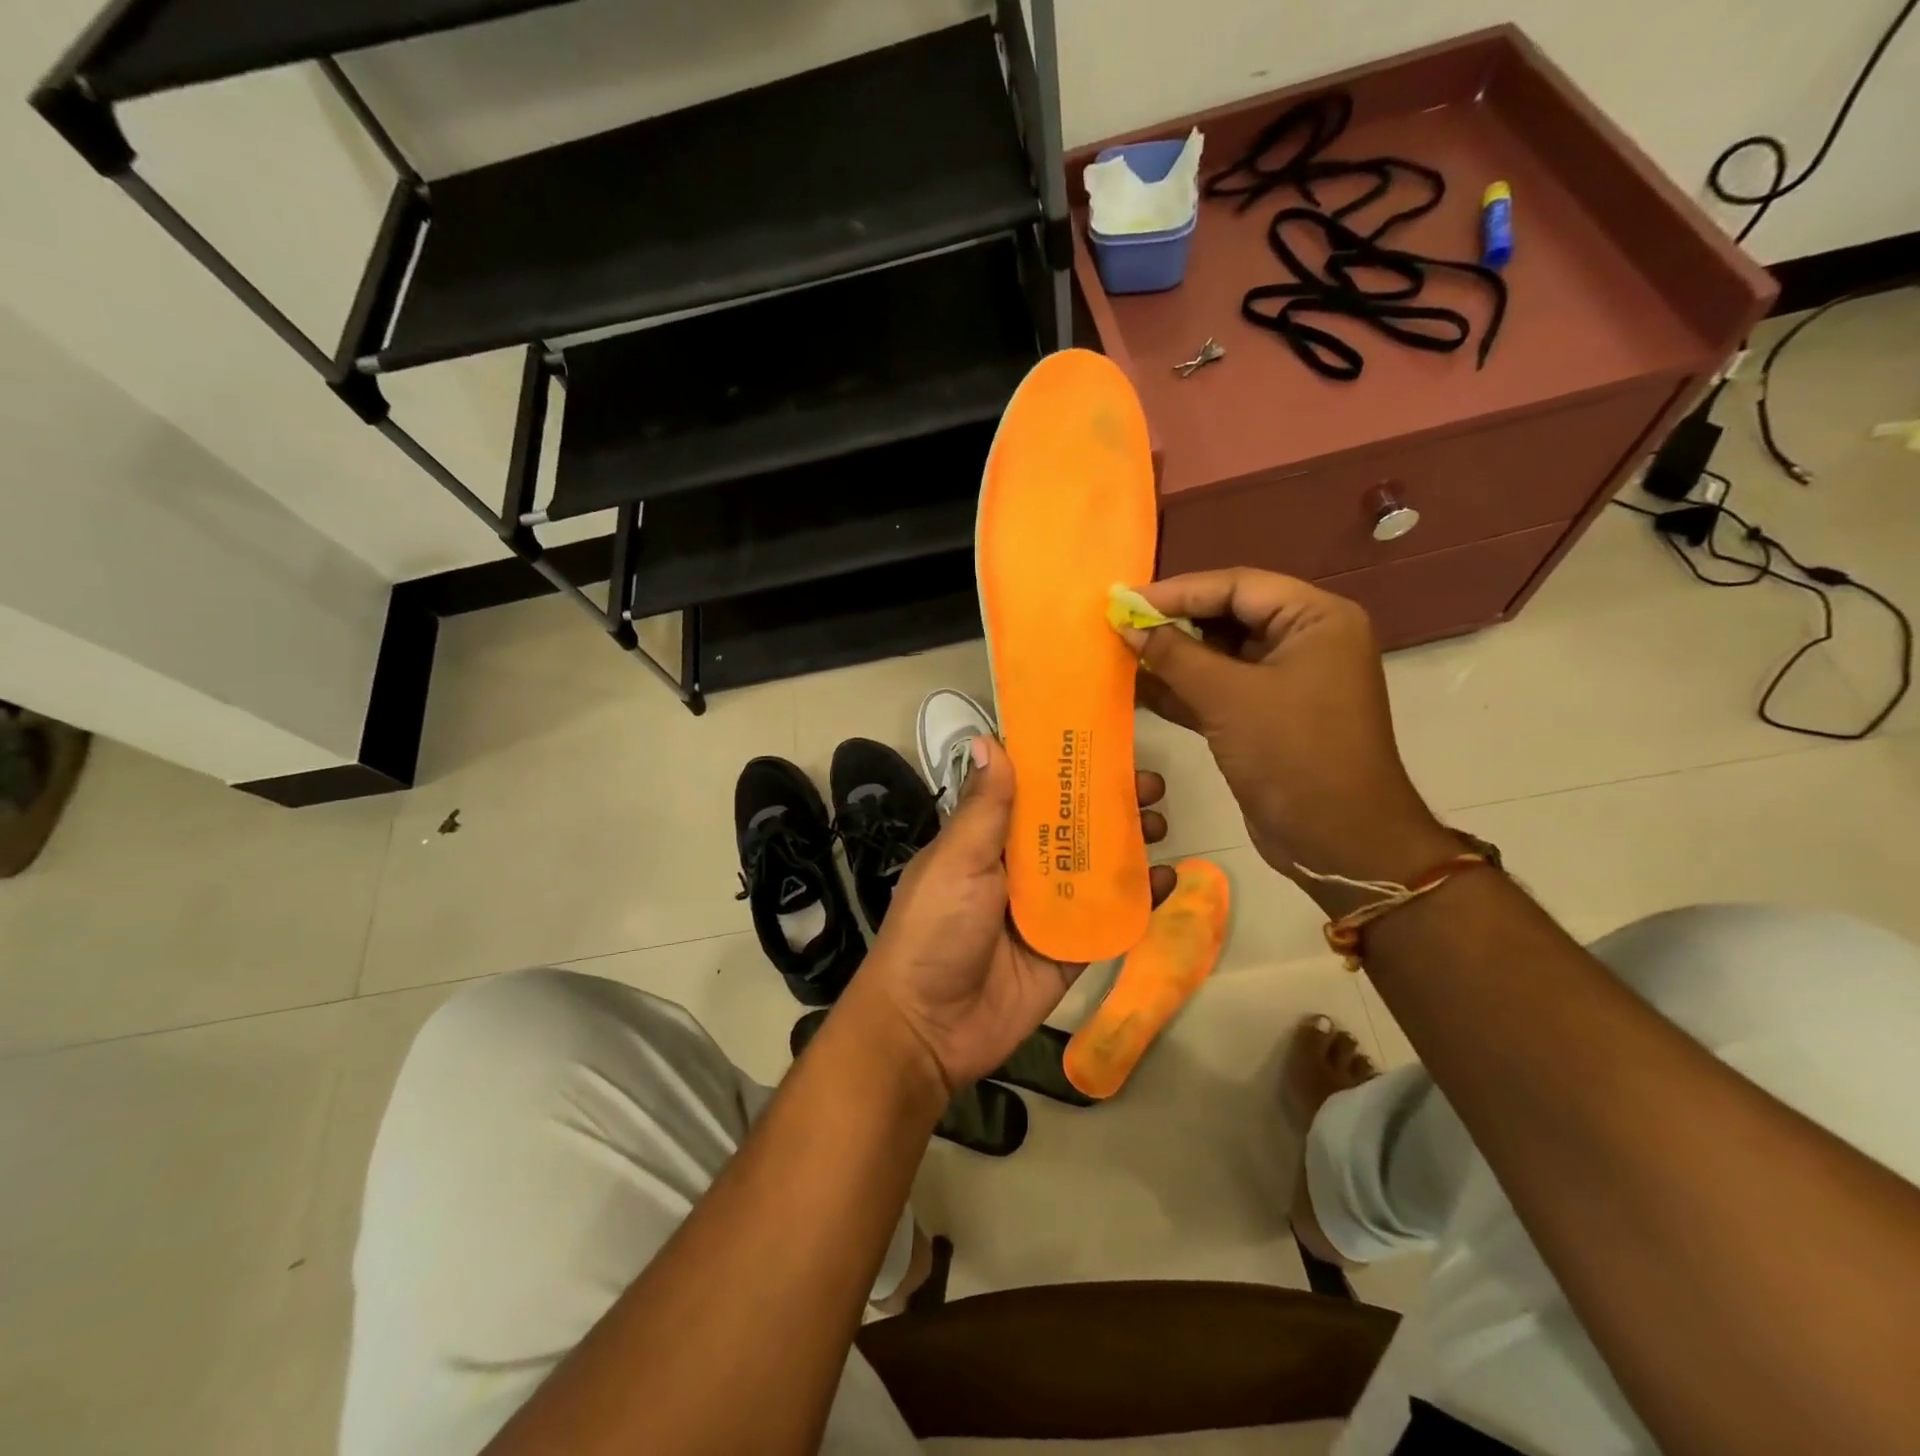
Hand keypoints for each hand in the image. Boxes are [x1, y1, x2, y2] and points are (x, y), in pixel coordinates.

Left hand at [851, 737, 1171, 1093]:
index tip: (1105, 741)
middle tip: (1150, 784)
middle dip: (1110, 803)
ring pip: (1096, 868)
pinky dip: (1139, 900)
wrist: (928, 1028)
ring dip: (1129, 844)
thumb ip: (983, 808)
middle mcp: (1019, 869)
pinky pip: (1108, 919)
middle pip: (1073, 826)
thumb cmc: (935, 930)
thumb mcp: (956, 862)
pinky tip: (1167, 879)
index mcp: (988, 841)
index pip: (1032, 792)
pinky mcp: (1068, 951)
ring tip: (1160, 822)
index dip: (1067, 767)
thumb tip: (989, 739)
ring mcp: (1047, 910)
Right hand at [1119, 569, 1456, 910]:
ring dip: (1172, 657)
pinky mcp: (1265, 717)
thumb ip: (1174, 655)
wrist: (1338, 842)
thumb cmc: (1293, 755)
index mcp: (1315, 619)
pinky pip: (1218, 690)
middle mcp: (1304, 641)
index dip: (1177, 591)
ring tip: (1119, 652)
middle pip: (1227, 616)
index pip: (1237, 586)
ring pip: (1218, 656)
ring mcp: (1285, 681)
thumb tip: (1127, 623)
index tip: (1125, 600)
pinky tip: (1137, 688)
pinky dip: (1182, 690)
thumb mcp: (1229, 698)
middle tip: (1118, 625)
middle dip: (1173, 623)